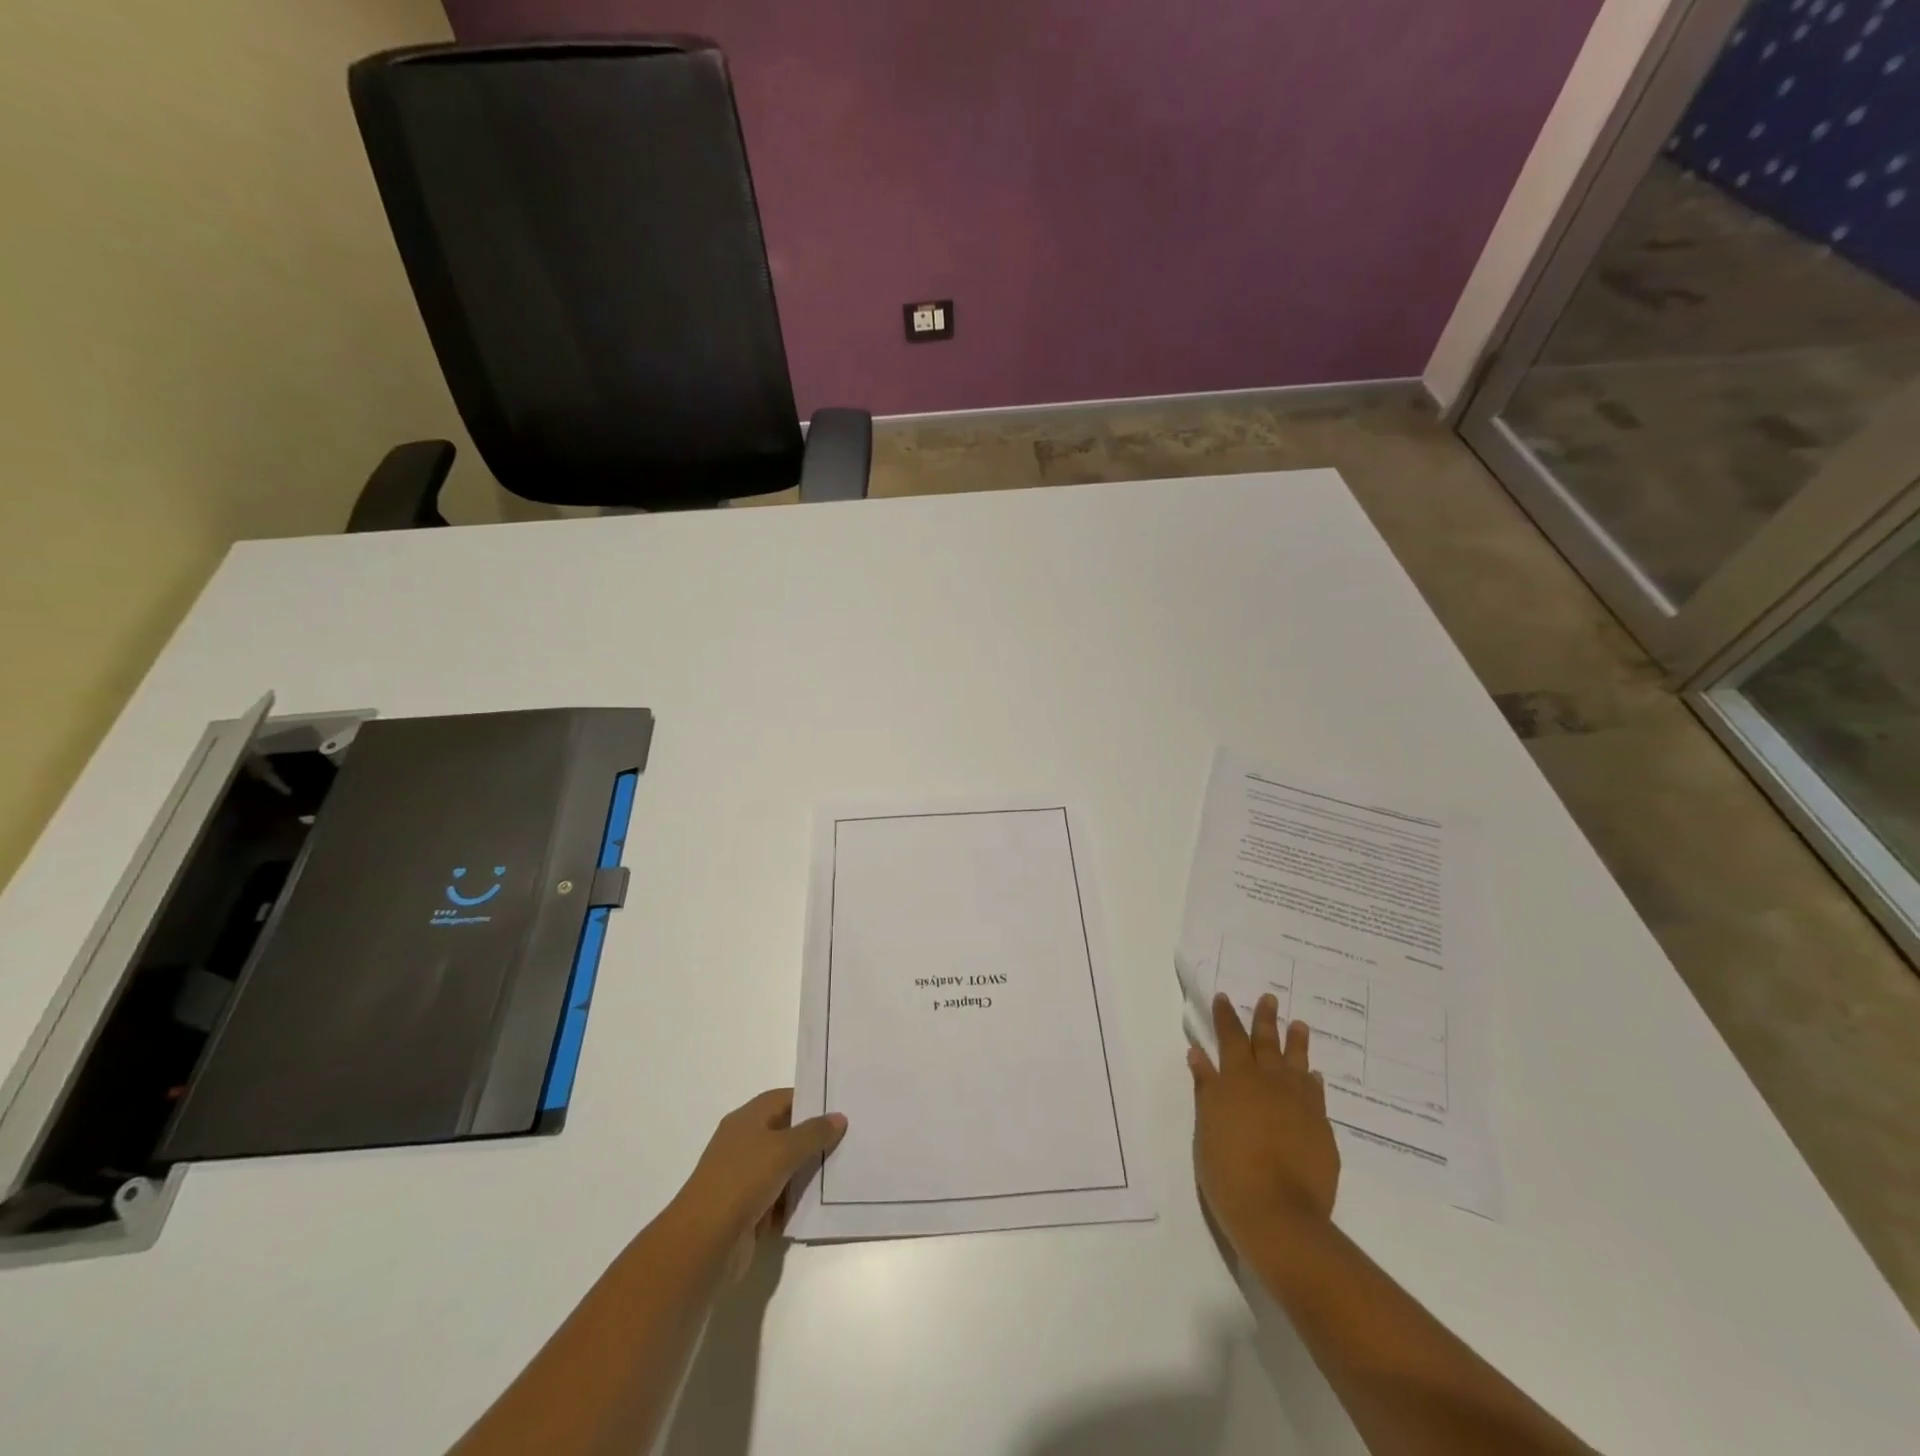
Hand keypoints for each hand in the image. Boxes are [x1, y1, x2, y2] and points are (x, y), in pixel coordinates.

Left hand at [675, 1089, 846, 1276]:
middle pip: (787, 1133)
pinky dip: (799, 1200)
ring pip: (786, 1168)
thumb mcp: (782, 1150)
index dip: (811, 1099)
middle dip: (815, 1136)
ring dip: (810, 1170)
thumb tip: (839, 1117)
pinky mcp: (751, 1212)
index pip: (783, 1098)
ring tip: (847, 1166)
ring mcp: (747, 1180)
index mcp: (747, 1120)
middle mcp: (745, 1145)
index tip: (841, 1105)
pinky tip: (827, 1200)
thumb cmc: (741, 1182)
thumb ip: (813, 1133)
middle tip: (851, 1135)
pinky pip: (782, 1199)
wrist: (703, 1245)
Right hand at [1189, 993, 1339, 1258]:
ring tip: (1299, 1025)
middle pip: (1266, 1043)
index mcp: (1236, 1079)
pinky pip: (1316, 1094)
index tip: (1224, 997)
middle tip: (1269, 998)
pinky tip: (1313, 1076)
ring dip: (1296, 1042)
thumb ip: (1206, 1087)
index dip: (1225, 1017)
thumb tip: (1199, 1053)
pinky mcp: (1321, 1128)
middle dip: (1265, 1019)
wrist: (1279, 1213)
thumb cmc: (1228, 1169)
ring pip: (1297, 1063)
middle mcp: (1269, 1083)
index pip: (1229, 1038)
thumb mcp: (1206, 1125)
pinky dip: (1312, 1081)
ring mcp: (1299, 1104)